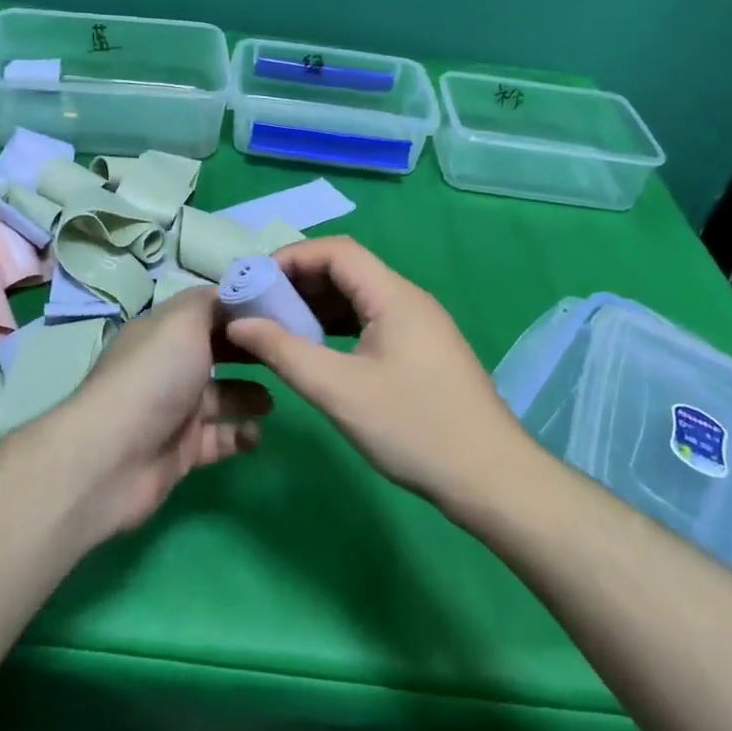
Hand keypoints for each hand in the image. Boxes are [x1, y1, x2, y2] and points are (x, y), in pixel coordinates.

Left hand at [58, 287, 271, 533]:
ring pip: (221, 396)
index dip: (241, 309)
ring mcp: (175, 409)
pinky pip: (220, 438)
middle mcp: (168, 366)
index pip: (207, 310)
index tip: (281, 310)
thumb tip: (233, 293)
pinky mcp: (182, 449)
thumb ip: (211, 303)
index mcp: (163, 331)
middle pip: (217, 351)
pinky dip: (240, 434)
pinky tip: (256, 433)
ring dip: (249, 395)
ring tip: (271, 400)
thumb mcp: (183, 321)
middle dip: (249, 351)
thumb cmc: (154, 377)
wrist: (113, 457)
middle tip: (286, 353)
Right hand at [221, 236, 520, 503]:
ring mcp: (419, 325)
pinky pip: (372, 321)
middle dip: (300, 282)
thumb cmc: (414, 428)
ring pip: (359, 297)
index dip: (291, 258)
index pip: (336, 251)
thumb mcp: (339, 391)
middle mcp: (408, 299)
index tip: (254, 282)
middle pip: (347, 269)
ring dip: (318, 305)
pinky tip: (317, 350)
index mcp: (394, 295)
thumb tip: (239, 324)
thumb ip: (284, 352)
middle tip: (260, 307)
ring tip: (279, 327)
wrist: (492, 479)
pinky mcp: (422, 350)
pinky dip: (338, 327)